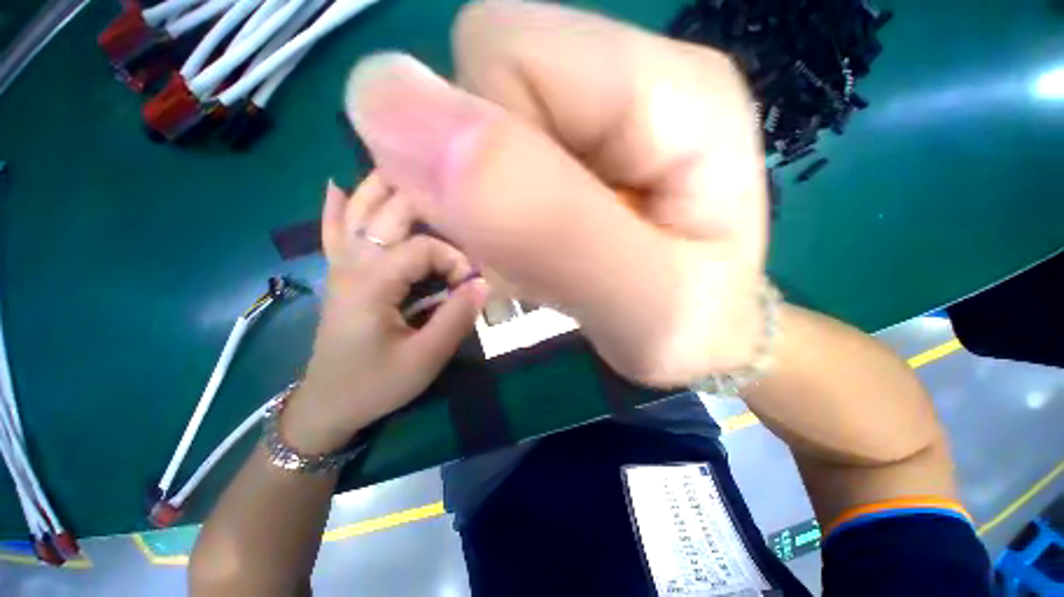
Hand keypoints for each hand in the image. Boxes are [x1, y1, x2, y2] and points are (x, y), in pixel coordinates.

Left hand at [282, 175, 487, 454]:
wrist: (328, 405)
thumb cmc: (376, 384)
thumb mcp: (424, 359)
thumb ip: (456, 318)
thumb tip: (483, 284)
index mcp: (372, 282)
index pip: (423, 247)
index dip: (454, 259)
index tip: (471, 285)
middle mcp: (353, 263)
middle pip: (390, 214)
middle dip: (426, 205)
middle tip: (455, 203)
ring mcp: (341, 266)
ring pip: (358, 212)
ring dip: (381, 188)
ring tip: (405, 168)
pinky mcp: (339, 276)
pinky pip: (333, 232)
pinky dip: (336, 208)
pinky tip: (336, 185)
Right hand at [344, 2, 767, 386]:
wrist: (704, 335)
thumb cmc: (688, 331)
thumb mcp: (634, 299)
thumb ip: (531, 216)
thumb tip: (383, 99)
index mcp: (674, 90)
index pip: (504, 52)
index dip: (485, 153)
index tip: (526, 237)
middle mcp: (635, 74)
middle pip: (483, 77)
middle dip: (486, 184)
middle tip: (541, 253)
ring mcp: (600, 107)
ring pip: (475, 121)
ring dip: (490, 208)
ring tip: (548, 257)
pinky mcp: (573, 146)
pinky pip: (489, 160)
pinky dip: (498, 217)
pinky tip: (543, 251)